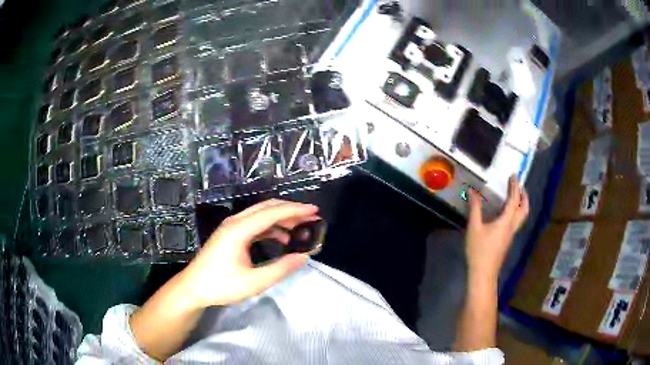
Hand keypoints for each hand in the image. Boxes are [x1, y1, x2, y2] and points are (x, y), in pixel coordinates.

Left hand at [182, 199, 319, 307]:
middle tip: (312, 217)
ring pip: (261, 215)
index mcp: (239, 229)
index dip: (295, 210)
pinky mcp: (231, 234)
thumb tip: (303, 257)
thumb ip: (280, 269)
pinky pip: (255, 225)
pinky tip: (281, 240)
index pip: (272, 213)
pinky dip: (271, 228)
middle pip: (267, 208)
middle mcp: (235, 222)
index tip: (315, 211)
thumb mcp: (254, 282)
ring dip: (281, 219)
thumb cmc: (221, 285)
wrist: (194, 288)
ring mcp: (232, 227)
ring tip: (300, 229)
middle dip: (291, 210)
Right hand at [466, 176, 528, 277]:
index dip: (515, 186)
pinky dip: (516, 211)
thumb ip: (474, 208)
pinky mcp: (507, 240)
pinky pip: (516, 221)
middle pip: (524, 209)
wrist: (483, 273)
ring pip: (522, 216)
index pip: (514, 200)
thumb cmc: (479, 250)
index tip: (514, 175)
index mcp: (506, 221)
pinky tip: (507, 211)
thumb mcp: (474, 228)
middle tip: (520, 185)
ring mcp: (511, 234)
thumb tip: (472, 191)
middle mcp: (512, 226)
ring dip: (522, 203)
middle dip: (524, 196)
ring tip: (516, 195)